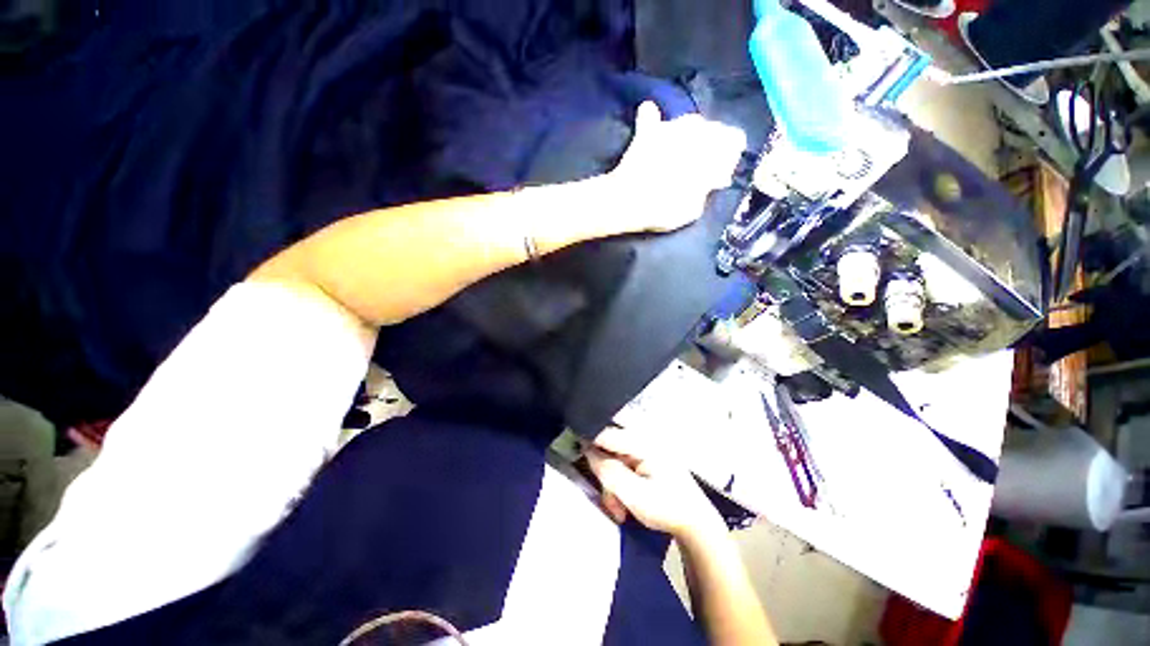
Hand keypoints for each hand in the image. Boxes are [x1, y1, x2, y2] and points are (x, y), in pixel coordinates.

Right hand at [586, 425, 724, 539]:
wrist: (697, 524)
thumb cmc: (667, 508)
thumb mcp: (634, 494)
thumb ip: (608, 470)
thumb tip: (587, 449)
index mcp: (643, 441)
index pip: (606, 433)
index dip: (588, 442)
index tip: (574, 453)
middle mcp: (644, 438)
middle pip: (609, 448)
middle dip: (605, 476)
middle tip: (610, 502)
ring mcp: (646, 449)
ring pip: (615, 460)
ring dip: (612, 485)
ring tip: (620, 510)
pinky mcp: (647, 459)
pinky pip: (624, 465)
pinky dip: (621, 484)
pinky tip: (625, 504)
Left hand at [607, 102, 746, 232]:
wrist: (631, 202)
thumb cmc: (666, 209)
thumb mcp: (693, 209)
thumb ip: (704, 191)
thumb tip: (710, 182)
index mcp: (714, 149)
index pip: (734, 140)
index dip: (729, 156)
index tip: (720, 172)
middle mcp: (698, 131)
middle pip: (712, 129)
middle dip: (709, 144)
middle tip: (699, 165)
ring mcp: (671, 128)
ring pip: (688, 122)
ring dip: (688, 135)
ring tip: (678, 152)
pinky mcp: (647, 133)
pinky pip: (649, 114)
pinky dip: (650, 117)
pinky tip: (649, 111)